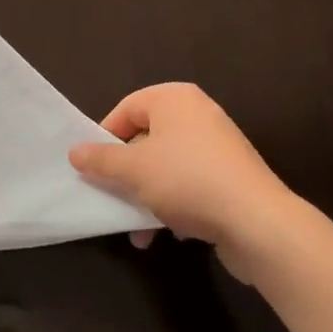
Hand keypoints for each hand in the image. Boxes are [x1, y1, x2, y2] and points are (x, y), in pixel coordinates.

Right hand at [70, 84, 298, 281]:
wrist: (258, 223)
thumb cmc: (187, 181)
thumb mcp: (134, 171)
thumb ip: (101, 161)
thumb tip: (74, 152)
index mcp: (173, 97)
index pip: (126, 109)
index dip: (105, 138)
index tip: (93, 170)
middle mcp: (196, 113)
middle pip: (146, 138)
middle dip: (127, 175)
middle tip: (113, 200)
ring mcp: (217, 144)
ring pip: (167, 166)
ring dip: (148, 197)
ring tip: (140, 232)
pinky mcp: (232, 176)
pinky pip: (191, 183)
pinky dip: (176, 204)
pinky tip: (171, 233)